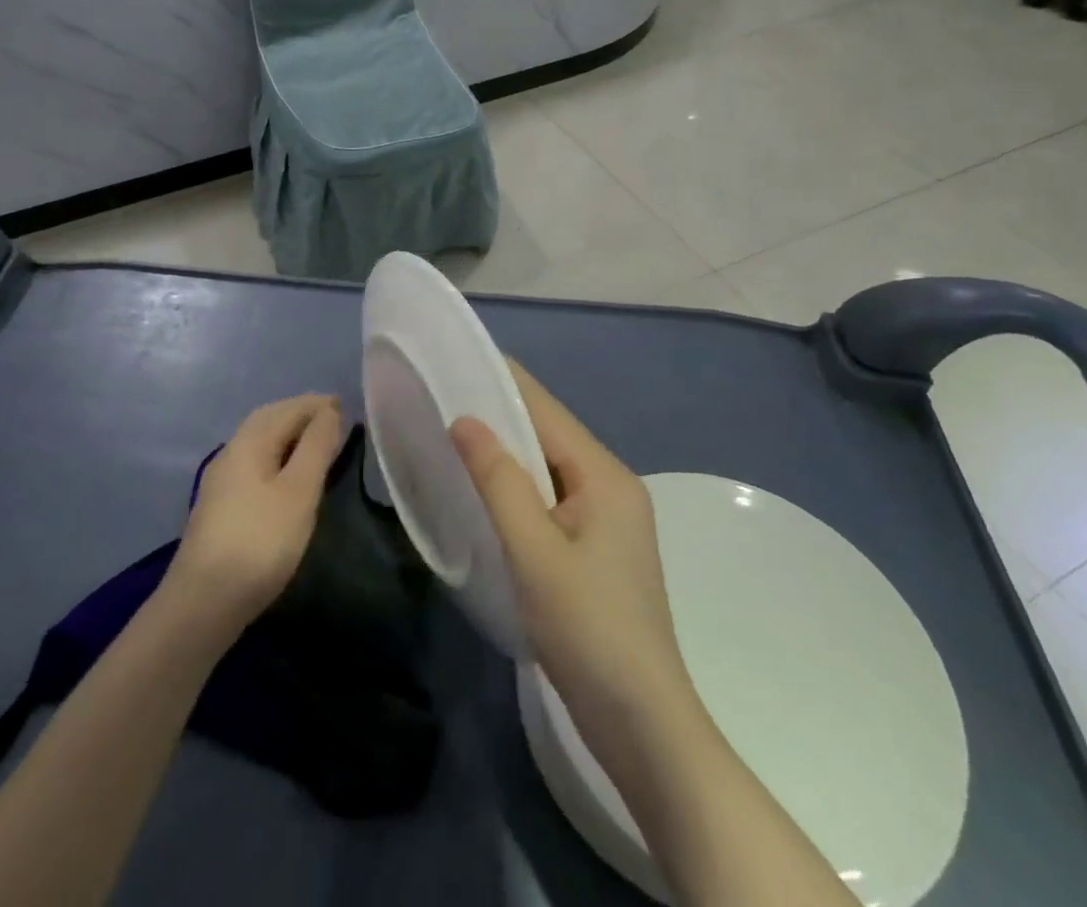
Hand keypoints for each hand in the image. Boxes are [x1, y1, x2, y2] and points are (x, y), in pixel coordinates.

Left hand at [168, 394, 344, 634]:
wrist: (203, 602)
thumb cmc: (260, 541)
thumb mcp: (298, 492)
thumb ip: (316, 448)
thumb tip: (329, 411)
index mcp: (249, 442)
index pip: (287, 409)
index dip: (316, 404)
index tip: (344, 404)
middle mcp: (231, 452)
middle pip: (268, 420)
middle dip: (299, 413)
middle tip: (331, 417)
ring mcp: (222, 481)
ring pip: (259, 442)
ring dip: (287, 435)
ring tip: (315, 443)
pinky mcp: (221, 506)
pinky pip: (255, 463)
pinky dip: (277, 456)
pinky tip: (287, 475)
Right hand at [450, 362, 690, 733]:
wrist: (642, 726)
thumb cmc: (588, 629)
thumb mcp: (534, 551)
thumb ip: (499, 480)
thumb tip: (466, 420)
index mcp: (605, 477)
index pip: (547, 411)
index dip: (505, 382)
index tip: (459, 361)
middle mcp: (612, 487)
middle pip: (549, 435)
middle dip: (500, 415)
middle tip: (444, 399)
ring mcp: (608, 521)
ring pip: (549, 469)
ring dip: (507, 453)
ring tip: (455, 437)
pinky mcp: (597, 551)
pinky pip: (551, 499)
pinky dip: (518, 487)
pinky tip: (487, 493)